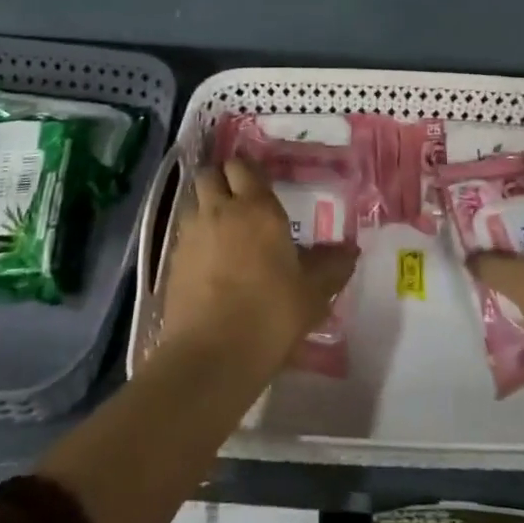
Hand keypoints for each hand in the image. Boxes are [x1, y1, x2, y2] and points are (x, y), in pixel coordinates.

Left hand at [158, 158, 358, 376]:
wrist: (212, 356)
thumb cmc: (271, 314)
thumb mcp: (313, 293)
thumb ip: (332, 267)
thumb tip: (351, 250)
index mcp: (256, 207)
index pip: (243, 166)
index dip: (248, 171)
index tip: (259, 182)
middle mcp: (219, 210)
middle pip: (210, 175)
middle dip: (220, 180)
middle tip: (237, 199)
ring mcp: (191, 234)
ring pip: (192, 202)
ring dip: (204, 207)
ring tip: (220, 228)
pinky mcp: (172, 261)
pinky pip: (182, 235)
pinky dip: (193, 239)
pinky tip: (206, 261)